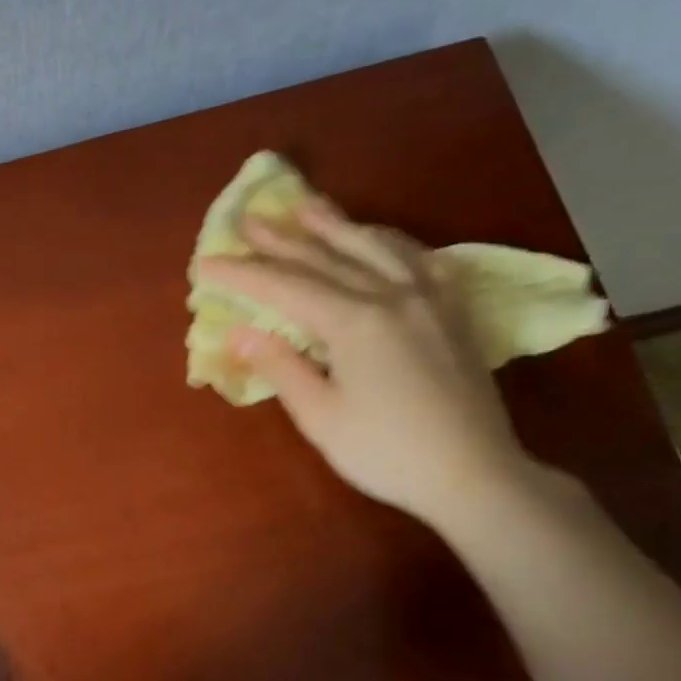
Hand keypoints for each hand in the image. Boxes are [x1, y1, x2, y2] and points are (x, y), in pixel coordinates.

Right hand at [196, 198, 532, 526]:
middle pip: (328, 257)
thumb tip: (242, 332)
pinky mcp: (454, 312)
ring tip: (308, 207)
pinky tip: (381, 240)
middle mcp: (393, 295)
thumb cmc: (386, 452)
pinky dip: (392, 243)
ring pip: (377, 246)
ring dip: (337, 225)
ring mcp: (430, 298)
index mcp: (355, 321)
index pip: (286, 287)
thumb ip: (281, 367)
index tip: (206, 264)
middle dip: (283, 238)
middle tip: (249, 218)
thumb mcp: (321, 416)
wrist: (474, 474)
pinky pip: (422, 259)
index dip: (243, 274)